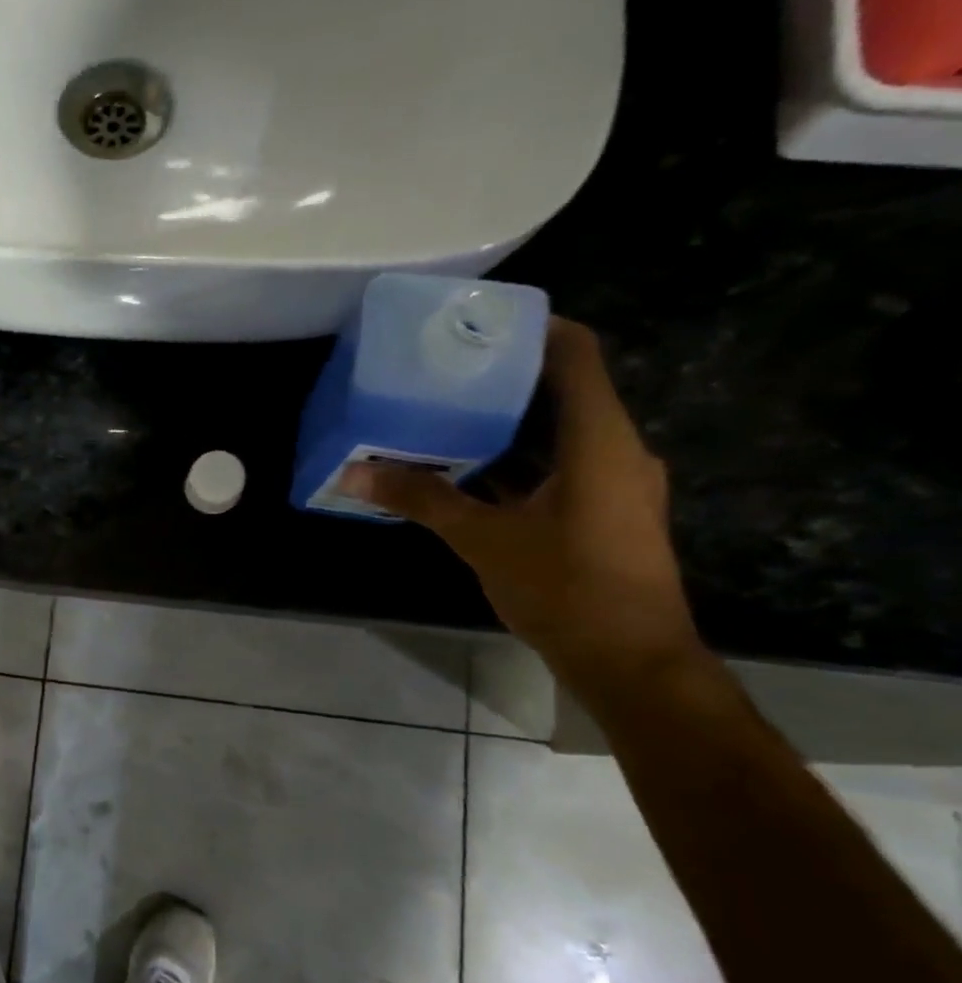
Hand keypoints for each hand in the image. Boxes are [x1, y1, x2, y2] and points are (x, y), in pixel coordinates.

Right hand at [342, 318, 703, 698]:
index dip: (534, 328)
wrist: (628, 659)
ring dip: (503, 425)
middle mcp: (613, 450)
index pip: (575, 355)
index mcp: (598, 440)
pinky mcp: (600, 512)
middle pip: (560, 391)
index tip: (477, 323)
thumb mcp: (482, 539)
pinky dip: (512, 463)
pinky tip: (462, 471)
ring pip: (554, 434)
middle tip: (440, 371)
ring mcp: (610, 483)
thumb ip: (421, 498)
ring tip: (439, 415)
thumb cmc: (563, 587)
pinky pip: (554, 468)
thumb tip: (354, 471)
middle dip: (501, 379)